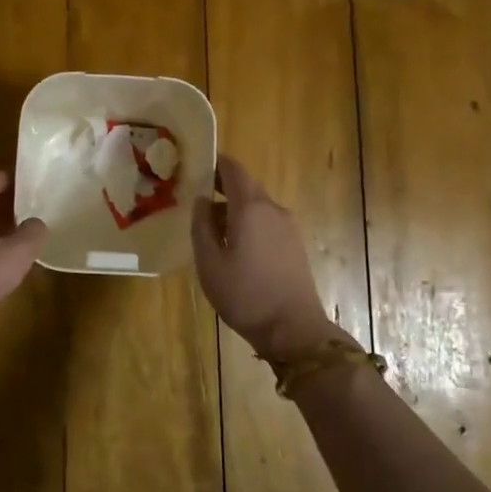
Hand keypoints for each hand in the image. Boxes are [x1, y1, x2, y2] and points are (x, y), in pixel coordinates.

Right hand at [191, 155, 353, 366]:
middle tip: (197, 201)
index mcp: (250, 207)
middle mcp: (272, 209)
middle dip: (222, 188)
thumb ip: (201, 226)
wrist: (293, 328)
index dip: (215, 163)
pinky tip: (235, 248)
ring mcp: (288, 227)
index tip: (195, 167)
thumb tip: (201, 200)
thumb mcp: (209, 263)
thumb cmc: (245, 294)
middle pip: (246, 187)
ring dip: (234, 210)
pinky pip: (267, 222)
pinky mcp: (295, 245)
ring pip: (257, 206)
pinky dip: (249, 225)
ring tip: (211, 231)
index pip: (233, 169)